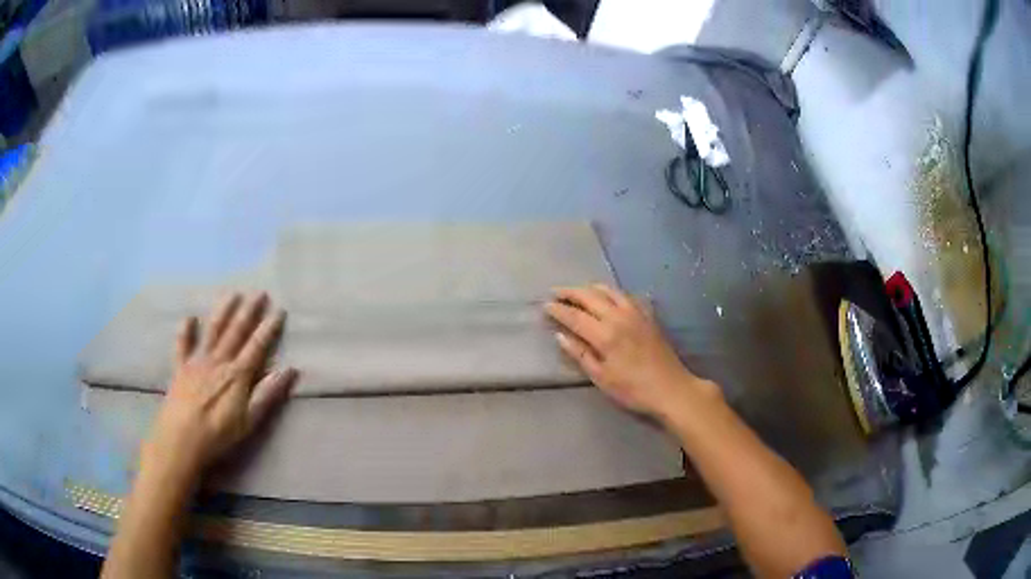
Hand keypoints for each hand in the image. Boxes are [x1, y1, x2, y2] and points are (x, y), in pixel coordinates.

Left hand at [144, 292, 296, 480]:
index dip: (268, 328)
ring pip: (213, 330)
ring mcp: (197, 361)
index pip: (257, 346)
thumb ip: (267, 394)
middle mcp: (218, 361)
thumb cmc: (218, 434)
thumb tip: (289, 370)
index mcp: (237, 374)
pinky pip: (183, 344)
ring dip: (223, 311)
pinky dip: (186, 330)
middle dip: (249, 311)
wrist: (181, 439)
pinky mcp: (180, 367)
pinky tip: (190, 317)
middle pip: (236, 332)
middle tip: (259, 293)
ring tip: (232, 294)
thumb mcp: (249, 421)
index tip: (279, 311)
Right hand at [545, 284, 717, 417]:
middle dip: (570, 292)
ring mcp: (636, 313)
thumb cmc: (633, 389)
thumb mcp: (602, 378)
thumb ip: (580, 354)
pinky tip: (607, 297)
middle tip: (555, 292)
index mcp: (605, 334)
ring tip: (577, 292)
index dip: (558, 309)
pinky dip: (610, 292)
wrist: (671, 388)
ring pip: (608, 290)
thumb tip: (560, 336)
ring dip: (590, 288)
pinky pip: (625, 295)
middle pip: (590, 296)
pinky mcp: (647, 315)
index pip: (575, 316)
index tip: (544, 305)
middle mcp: (619, 316)